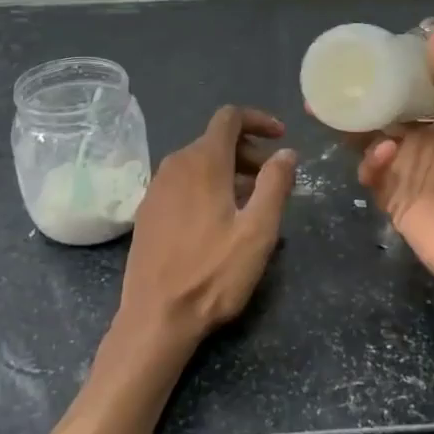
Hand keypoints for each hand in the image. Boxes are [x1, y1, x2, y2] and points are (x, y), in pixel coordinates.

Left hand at [119, 106, 295, 345]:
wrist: (156, 316)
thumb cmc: (213, 273)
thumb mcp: (258, 231)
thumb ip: (275, 184)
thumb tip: (286, 152)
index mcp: (202, 163)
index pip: (229, 117)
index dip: (258, 120)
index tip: (282, 138)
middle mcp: (174, 166)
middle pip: (214, 140)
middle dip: (248, 151)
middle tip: (274, 179)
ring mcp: (156, 189)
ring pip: (198, 163)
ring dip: (229, 171)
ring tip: (252, 202)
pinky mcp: (147, 212)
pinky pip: (182, 183)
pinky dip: (207, 186)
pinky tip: (220, 219)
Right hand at [356, 29, 433, 303]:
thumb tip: (433, 32)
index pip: (418, 91)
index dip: (394, 74)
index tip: (367, 56)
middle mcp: (430, 143)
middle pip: (387, 115)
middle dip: (360, 100)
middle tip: (328, 86)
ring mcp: (410, 173)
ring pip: (371, 143)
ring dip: (356, 129)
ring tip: (334, 113)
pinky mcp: (394, 201)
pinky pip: (372, 176)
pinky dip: (371, 163)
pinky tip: (382, 157)